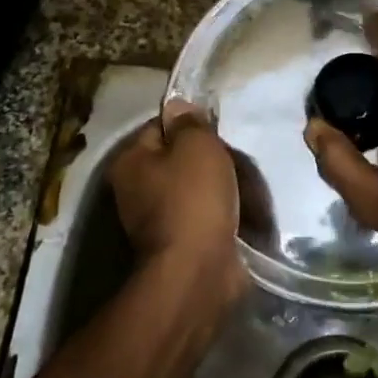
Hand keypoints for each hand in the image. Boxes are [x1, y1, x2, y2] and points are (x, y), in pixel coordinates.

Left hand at [109, 99, 245, 298]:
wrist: (199, 270)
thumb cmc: (194, 199)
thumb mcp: (196, 146)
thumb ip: (189, 122)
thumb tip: (178, 106)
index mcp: (130, 162)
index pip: (158, 127)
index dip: (189, 125)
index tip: (216, 131)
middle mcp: (135, 190)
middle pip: (178, 160)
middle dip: (208, 160)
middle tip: (236, 160)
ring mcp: (156, 221)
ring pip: (195, 189)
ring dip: (219, 188)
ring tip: (247, 187)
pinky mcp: (180, 244)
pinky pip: (205, 217)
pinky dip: (222, 215)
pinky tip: (244, 212)